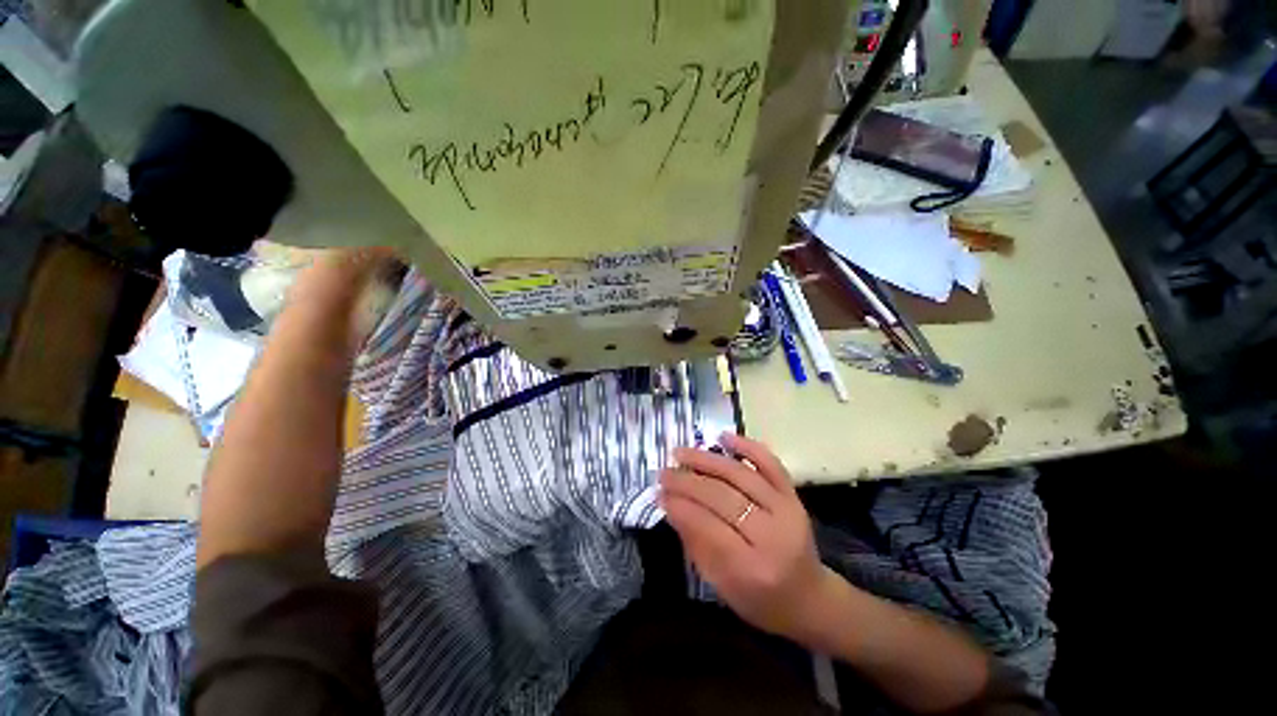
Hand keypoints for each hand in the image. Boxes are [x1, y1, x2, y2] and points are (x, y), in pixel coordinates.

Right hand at [659, 433, 839, 646]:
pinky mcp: (794, 495)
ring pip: (741, 475)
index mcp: (753, 569)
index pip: (709, 528)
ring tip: (680, 453)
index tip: (659, 494)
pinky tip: (723, 437)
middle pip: (723, 498)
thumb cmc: (761, 601)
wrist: (809, 598)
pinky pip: (770, 463)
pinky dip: (747, 446)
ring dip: (706, 460)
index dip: (681, 507)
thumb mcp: (721, 586)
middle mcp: (773, 535)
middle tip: (664, 473)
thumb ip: (696, 544)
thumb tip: (671, 505)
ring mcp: (787, 510)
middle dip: (688, 482)